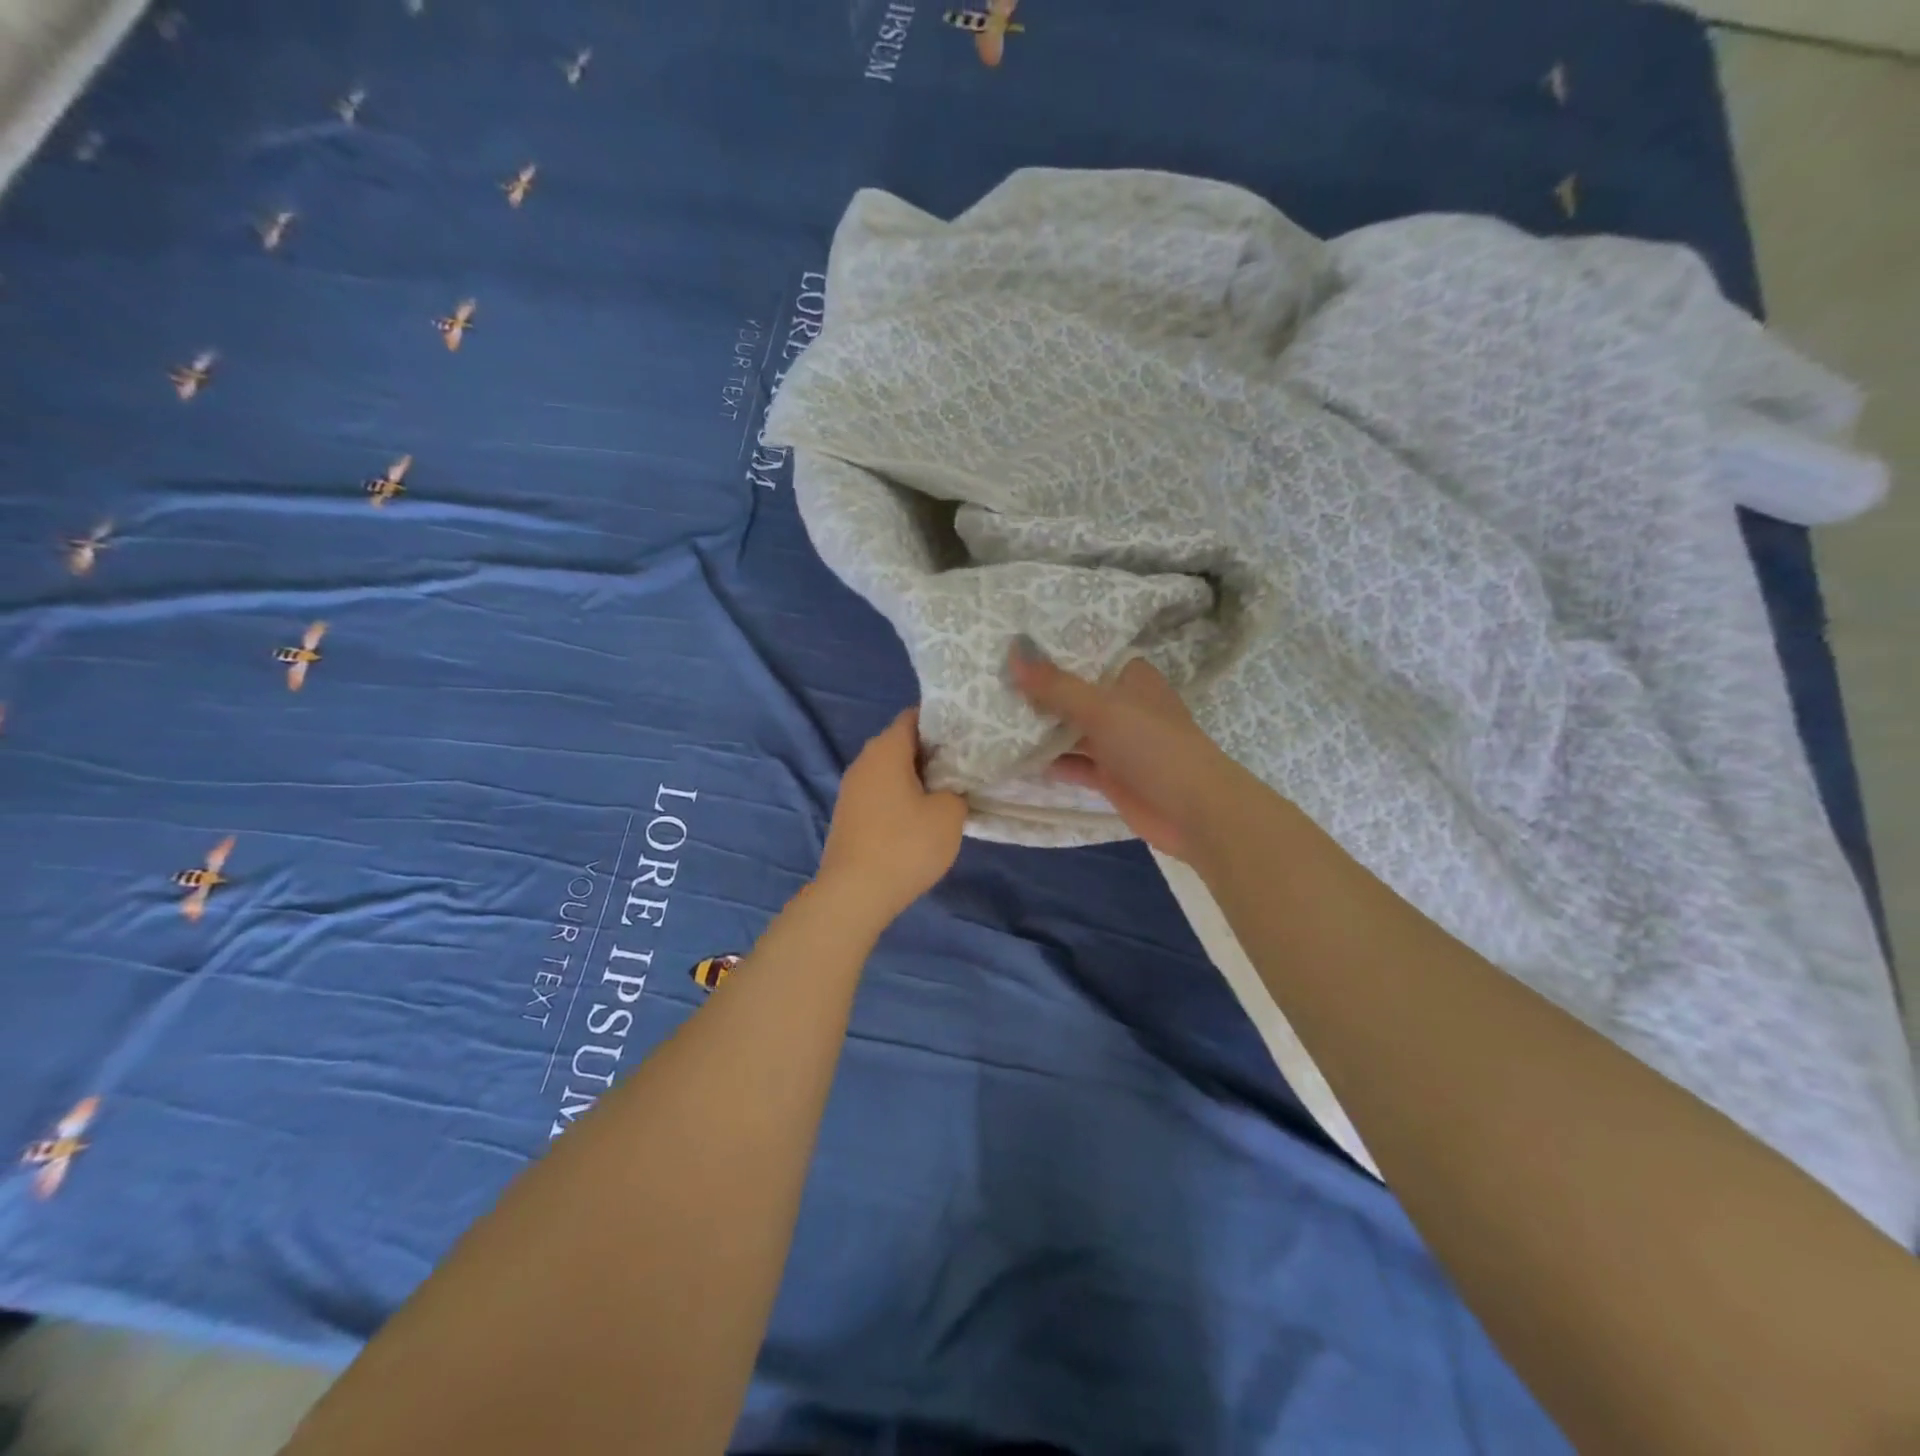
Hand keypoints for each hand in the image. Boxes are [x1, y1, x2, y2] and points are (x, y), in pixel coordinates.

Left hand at [815, 708, 968, 927]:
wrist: (854, 894)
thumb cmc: (905, 845)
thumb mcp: (949, 814)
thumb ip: (955, 790)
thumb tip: (947, 790)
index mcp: (886, 749)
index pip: (914, 717)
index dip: (942, 721)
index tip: (967, 735)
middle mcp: (864, 761)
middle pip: (902, 743)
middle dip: (932, 751)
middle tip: (965, 764)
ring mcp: (852, 790)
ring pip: (891, 771)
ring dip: (916, 778)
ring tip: (947, 791)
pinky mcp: (849, 816)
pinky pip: (881, 794)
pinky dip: (901, 798)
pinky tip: (921, 818)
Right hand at [1006, 639, 1236, 861]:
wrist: (1193, 810)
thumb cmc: (1152, 745)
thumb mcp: (1102, 708)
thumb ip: (1056, 685)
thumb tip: (1013, 652)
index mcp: (1130, 677)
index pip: (1086, 654)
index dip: (1051, 650)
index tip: (1009, 642)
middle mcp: (1122, 705)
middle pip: (1073, 693)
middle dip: (1038, 691)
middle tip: (989, 679)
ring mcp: (1116, 742)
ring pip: (1070, 729)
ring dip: (1039, 728)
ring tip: (991, 715)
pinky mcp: (1109, 775)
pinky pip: (1072, 763)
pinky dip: (1048, 761)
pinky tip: (1013, 757)